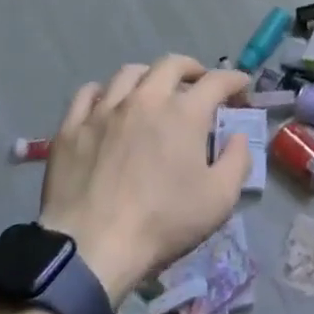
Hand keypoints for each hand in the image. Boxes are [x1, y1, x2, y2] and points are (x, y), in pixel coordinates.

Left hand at [39, 55, 250, 298]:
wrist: (91, 249)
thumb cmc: (162, 223)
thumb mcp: (219, 200)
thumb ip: (238, 160)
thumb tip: (238, 136)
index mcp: (184, 113)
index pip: (217, 81)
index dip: (234, 79)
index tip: (241, 87)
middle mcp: (145, 99)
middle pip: (171, 64)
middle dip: (191, 68)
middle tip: (198, 83)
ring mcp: (104, 110)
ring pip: (129, 73)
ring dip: (149, 76)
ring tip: (153, 91)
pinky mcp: (72, 127)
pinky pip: (87, 94)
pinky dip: (104, 92)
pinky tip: (107, 103)